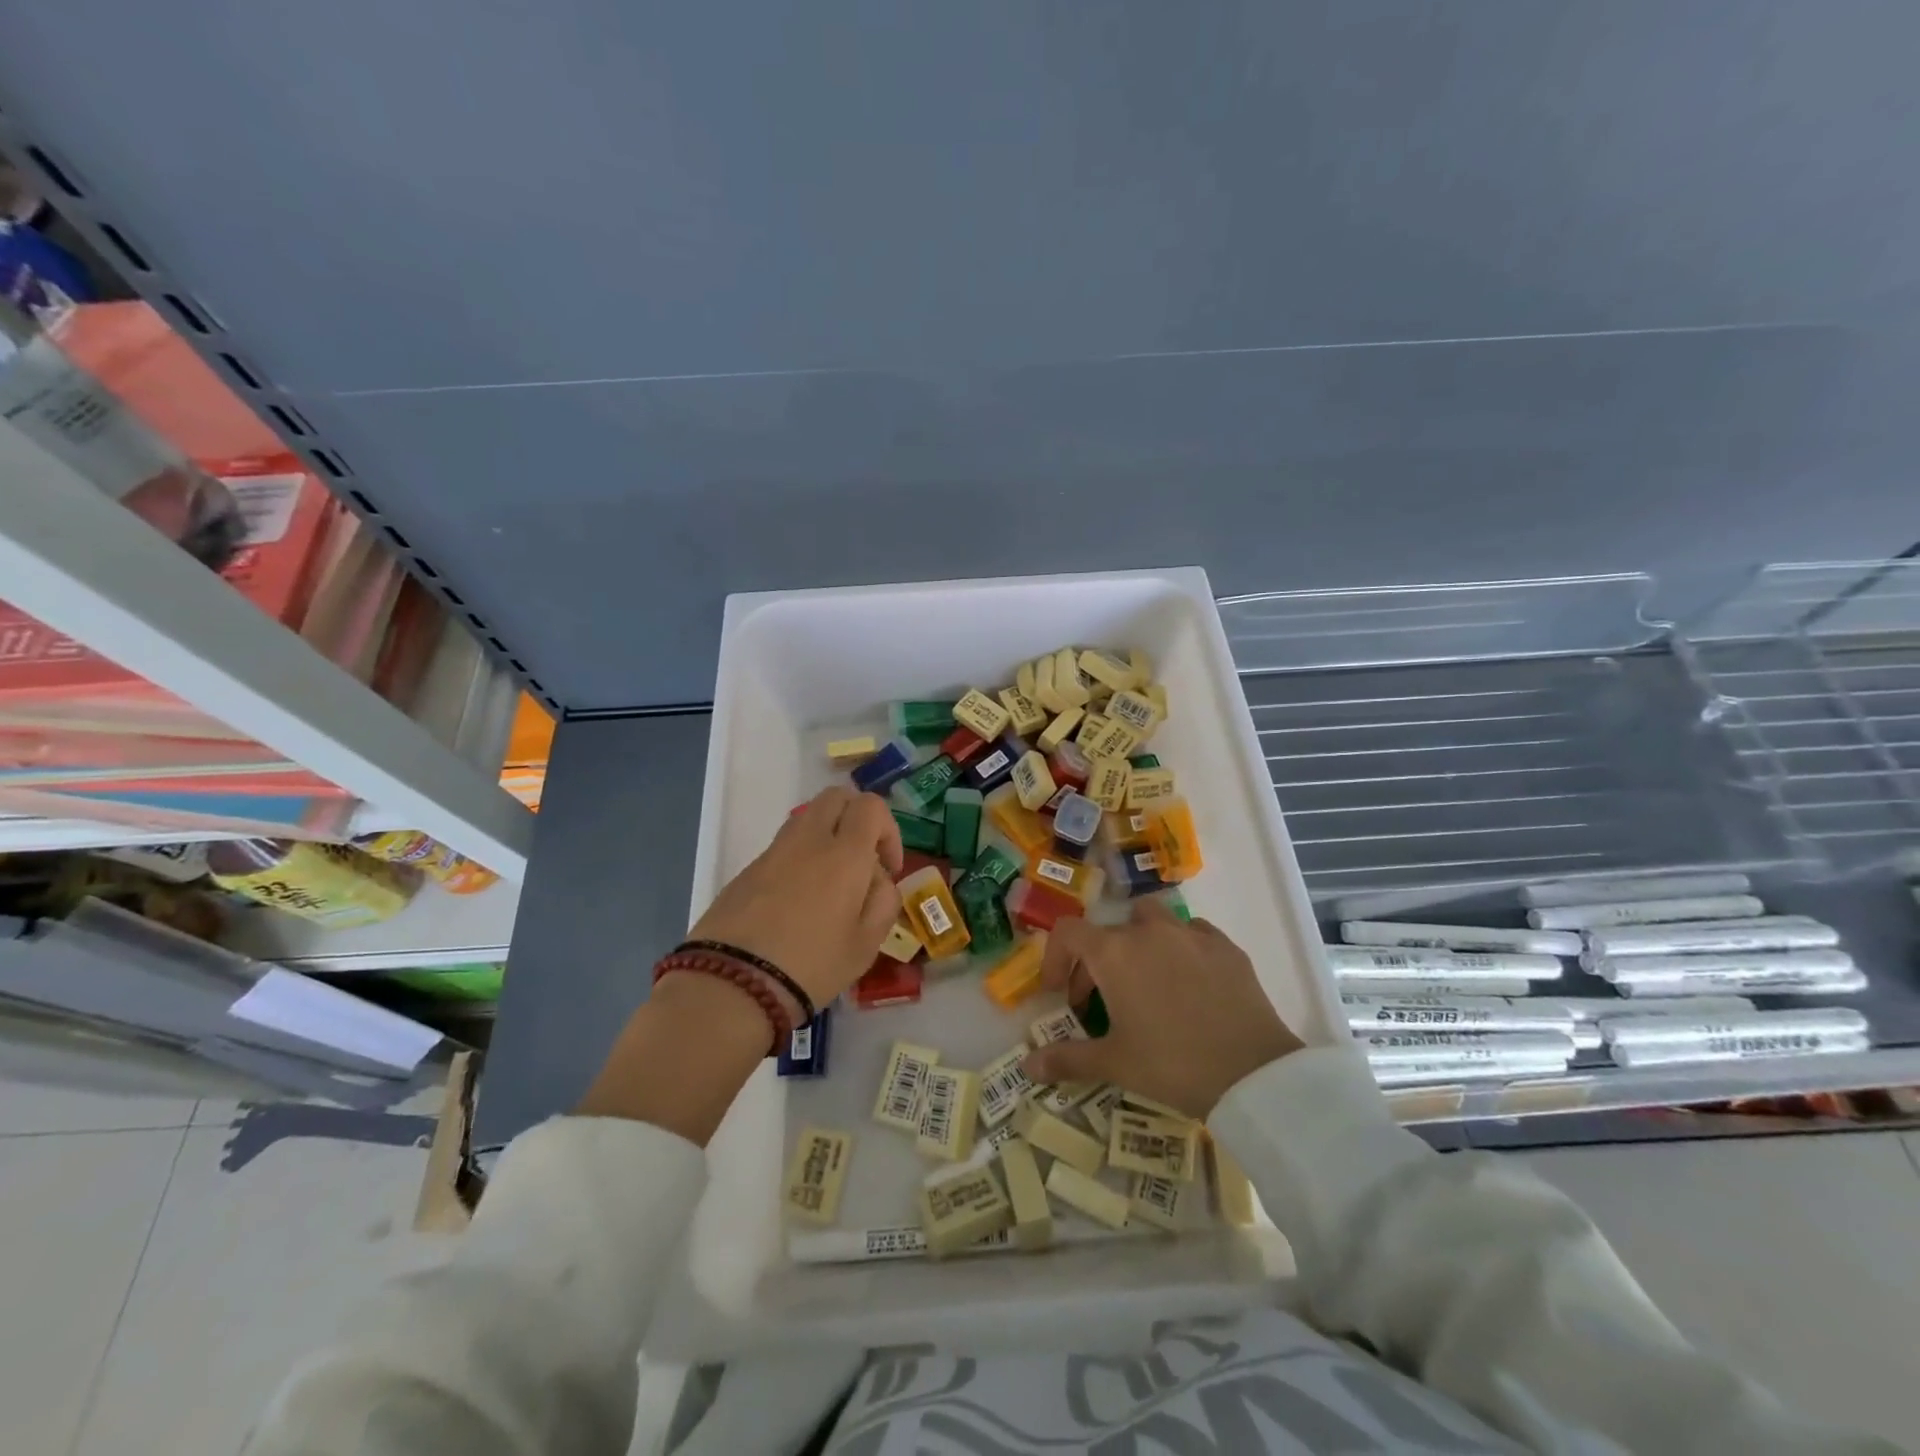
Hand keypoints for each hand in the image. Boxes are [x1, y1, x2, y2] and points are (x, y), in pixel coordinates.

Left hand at [687, 786, 904, 1012]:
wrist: (731, 985)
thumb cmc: (811, 966)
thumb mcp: (866, 945)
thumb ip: (883, 902)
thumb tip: (877, 879)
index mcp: (844, 854)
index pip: (871, 806)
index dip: (888, 830)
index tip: (888, 868)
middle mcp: (808, 840)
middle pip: (836, 797)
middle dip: (856, 818)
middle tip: (862, 859)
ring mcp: (773, 852)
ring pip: (807, 819)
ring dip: (827, 836)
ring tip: (830, 885)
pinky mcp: (747, 870)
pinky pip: (783, 848)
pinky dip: (799, 860)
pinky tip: (797, 904)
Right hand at [1021, 901, 1302, 1118]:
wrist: (1253, 1074)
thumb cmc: (1172, 1064)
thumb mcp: (1114, 1063)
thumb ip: (1067, 1059)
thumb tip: (1028, 1066)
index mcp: (1114, 954)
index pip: (1068, 933)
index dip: (1056, 959)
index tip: (1061, 994)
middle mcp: (1149, 932)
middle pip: (1109, 931)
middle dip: (1096, 962)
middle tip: (1099, 1002)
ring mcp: (1191, 935)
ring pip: (1152, 920)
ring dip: (1138, 942)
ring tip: (1145, 981)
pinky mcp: (1226, 947)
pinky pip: (1192, 933)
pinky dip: (1180, 948)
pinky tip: (1188, 983)